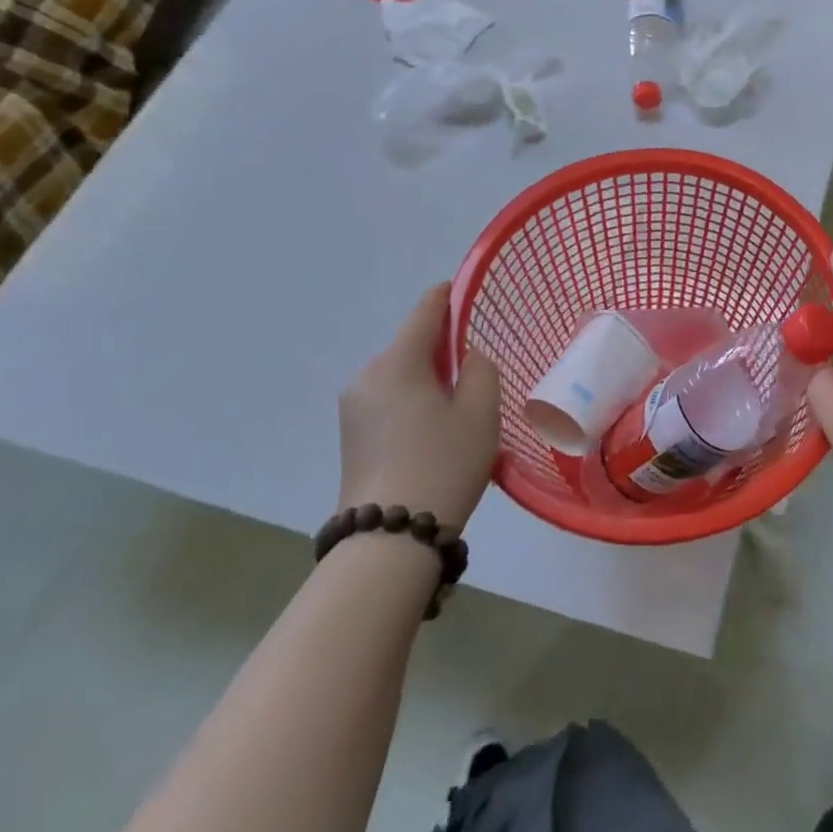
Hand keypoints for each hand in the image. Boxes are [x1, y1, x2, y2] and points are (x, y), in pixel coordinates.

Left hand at [338, 283, 501, 527]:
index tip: (470, 291)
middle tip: (479, 370)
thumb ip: (481, 368)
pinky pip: (390, 399)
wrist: (389, 540)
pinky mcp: (351, 435)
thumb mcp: (481, 411)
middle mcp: (367, 376)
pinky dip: (415, 400)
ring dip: (430, 378)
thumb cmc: (444, 464)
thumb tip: (467, 358)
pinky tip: (437, 430)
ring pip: (402, 373)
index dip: (449, 294)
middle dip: (445, 347)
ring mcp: (353, 408)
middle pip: (413, 344)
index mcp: (398, 362)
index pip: (426, 309)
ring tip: (461, 409)